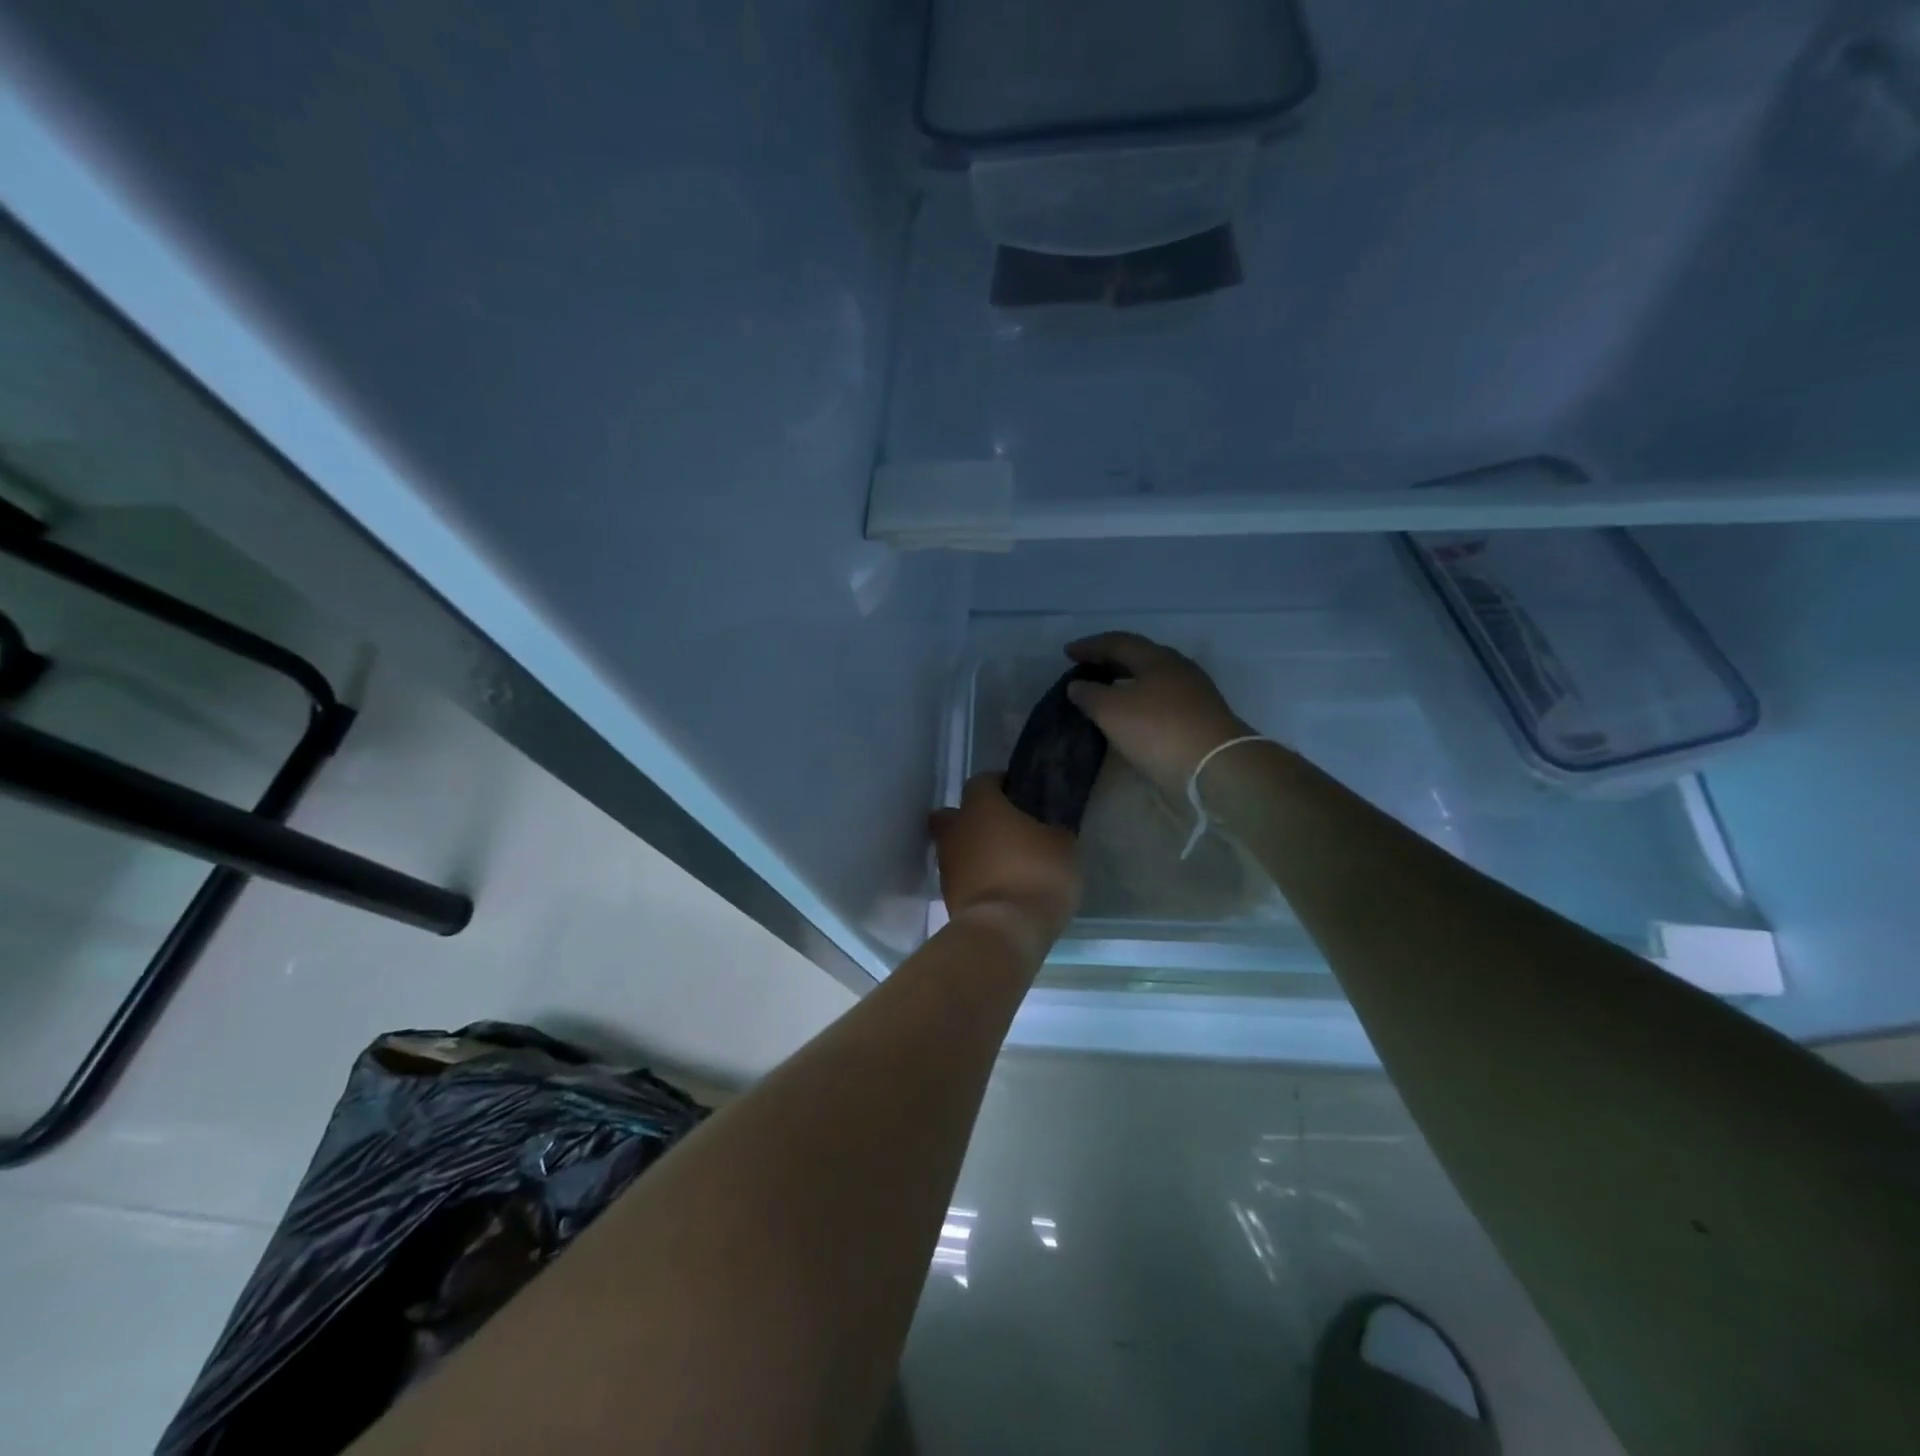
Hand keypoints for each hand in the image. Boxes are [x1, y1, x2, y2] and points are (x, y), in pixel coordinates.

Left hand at [929, 773, 1081, 951]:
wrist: (1004, 931)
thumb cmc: (1036, 875)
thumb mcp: (1063, 846)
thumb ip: (1052, 830)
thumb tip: (1048, 830)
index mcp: (981, 806)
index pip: (982, 781)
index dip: (999, 785)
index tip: (1018, 795)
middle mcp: (956, 830)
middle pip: (953, 814)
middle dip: (971, 819)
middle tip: (1001, 830)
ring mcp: (947, 865)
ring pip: (954, 848)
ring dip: (973, 852)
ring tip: (1003, 865)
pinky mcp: (947, 897)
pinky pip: (960, 877)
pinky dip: (974, 879)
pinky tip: (998, 888)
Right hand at [1064, 632, 1253, 799]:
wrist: (1217, 768)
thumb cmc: (1159, 731)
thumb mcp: (1112, 711)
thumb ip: (1090, 695)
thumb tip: (1077, 685)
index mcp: (1157, 658)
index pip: (1119, 642)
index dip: (1091, 645)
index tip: (1067, 652)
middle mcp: (1178, 669)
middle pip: (1140, 657)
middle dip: (1111, 660)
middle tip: (1087, 667)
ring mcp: (1194, 694)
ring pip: (1153, 679)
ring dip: (1127, 681)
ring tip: (1106, 691)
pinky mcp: (1201, 719)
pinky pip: (1162, 700)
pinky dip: (1141, 701)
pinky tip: (1132, 715)